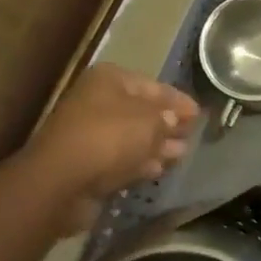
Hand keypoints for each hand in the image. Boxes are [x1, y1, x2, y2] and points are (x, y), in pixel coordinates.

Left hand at [29, 64, 198, 233]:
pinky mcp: (87, 162)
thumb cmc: (109, 138)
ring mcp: (90, 133)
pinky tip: (159, 168)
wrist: (61, 180)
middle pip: (141, 110)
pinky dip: (140, 161)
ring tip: (181, 153)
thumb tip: (174, 119)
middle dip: (168, 123)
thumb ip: (167, 117)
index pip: (153, 86)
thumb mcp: (149, 121)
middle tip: (192, 133)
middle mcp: (97, 101)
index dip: (178, 99)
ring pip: (132, 136)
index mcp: (109, 80)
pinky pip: (121, 158)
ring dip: (157, 144)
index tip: (199, 113)